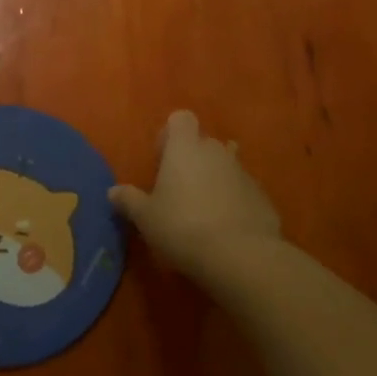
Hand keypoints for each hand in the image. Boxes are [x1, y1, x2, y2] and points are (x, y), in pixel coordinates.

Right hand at [110, 111, 280, 274]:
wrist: (242, 257)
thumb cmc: (183, 227)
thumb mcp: (146, 218)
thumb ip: (129, 200)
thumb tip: (113, 192)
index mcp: (185, 147)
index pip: (181, 118)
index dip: (170, 135)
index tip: (162, 160)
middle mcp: (216, 152)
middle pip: (204, 143)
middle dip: (193, 160)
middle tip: (179, 190)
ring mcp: (244, 174)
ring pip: (227, 166)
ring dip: (216, 180)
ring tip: (204, 210)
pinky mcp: (264, 198)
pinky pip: (244, 191)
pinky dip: (236, 202)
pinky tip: (227, 229)